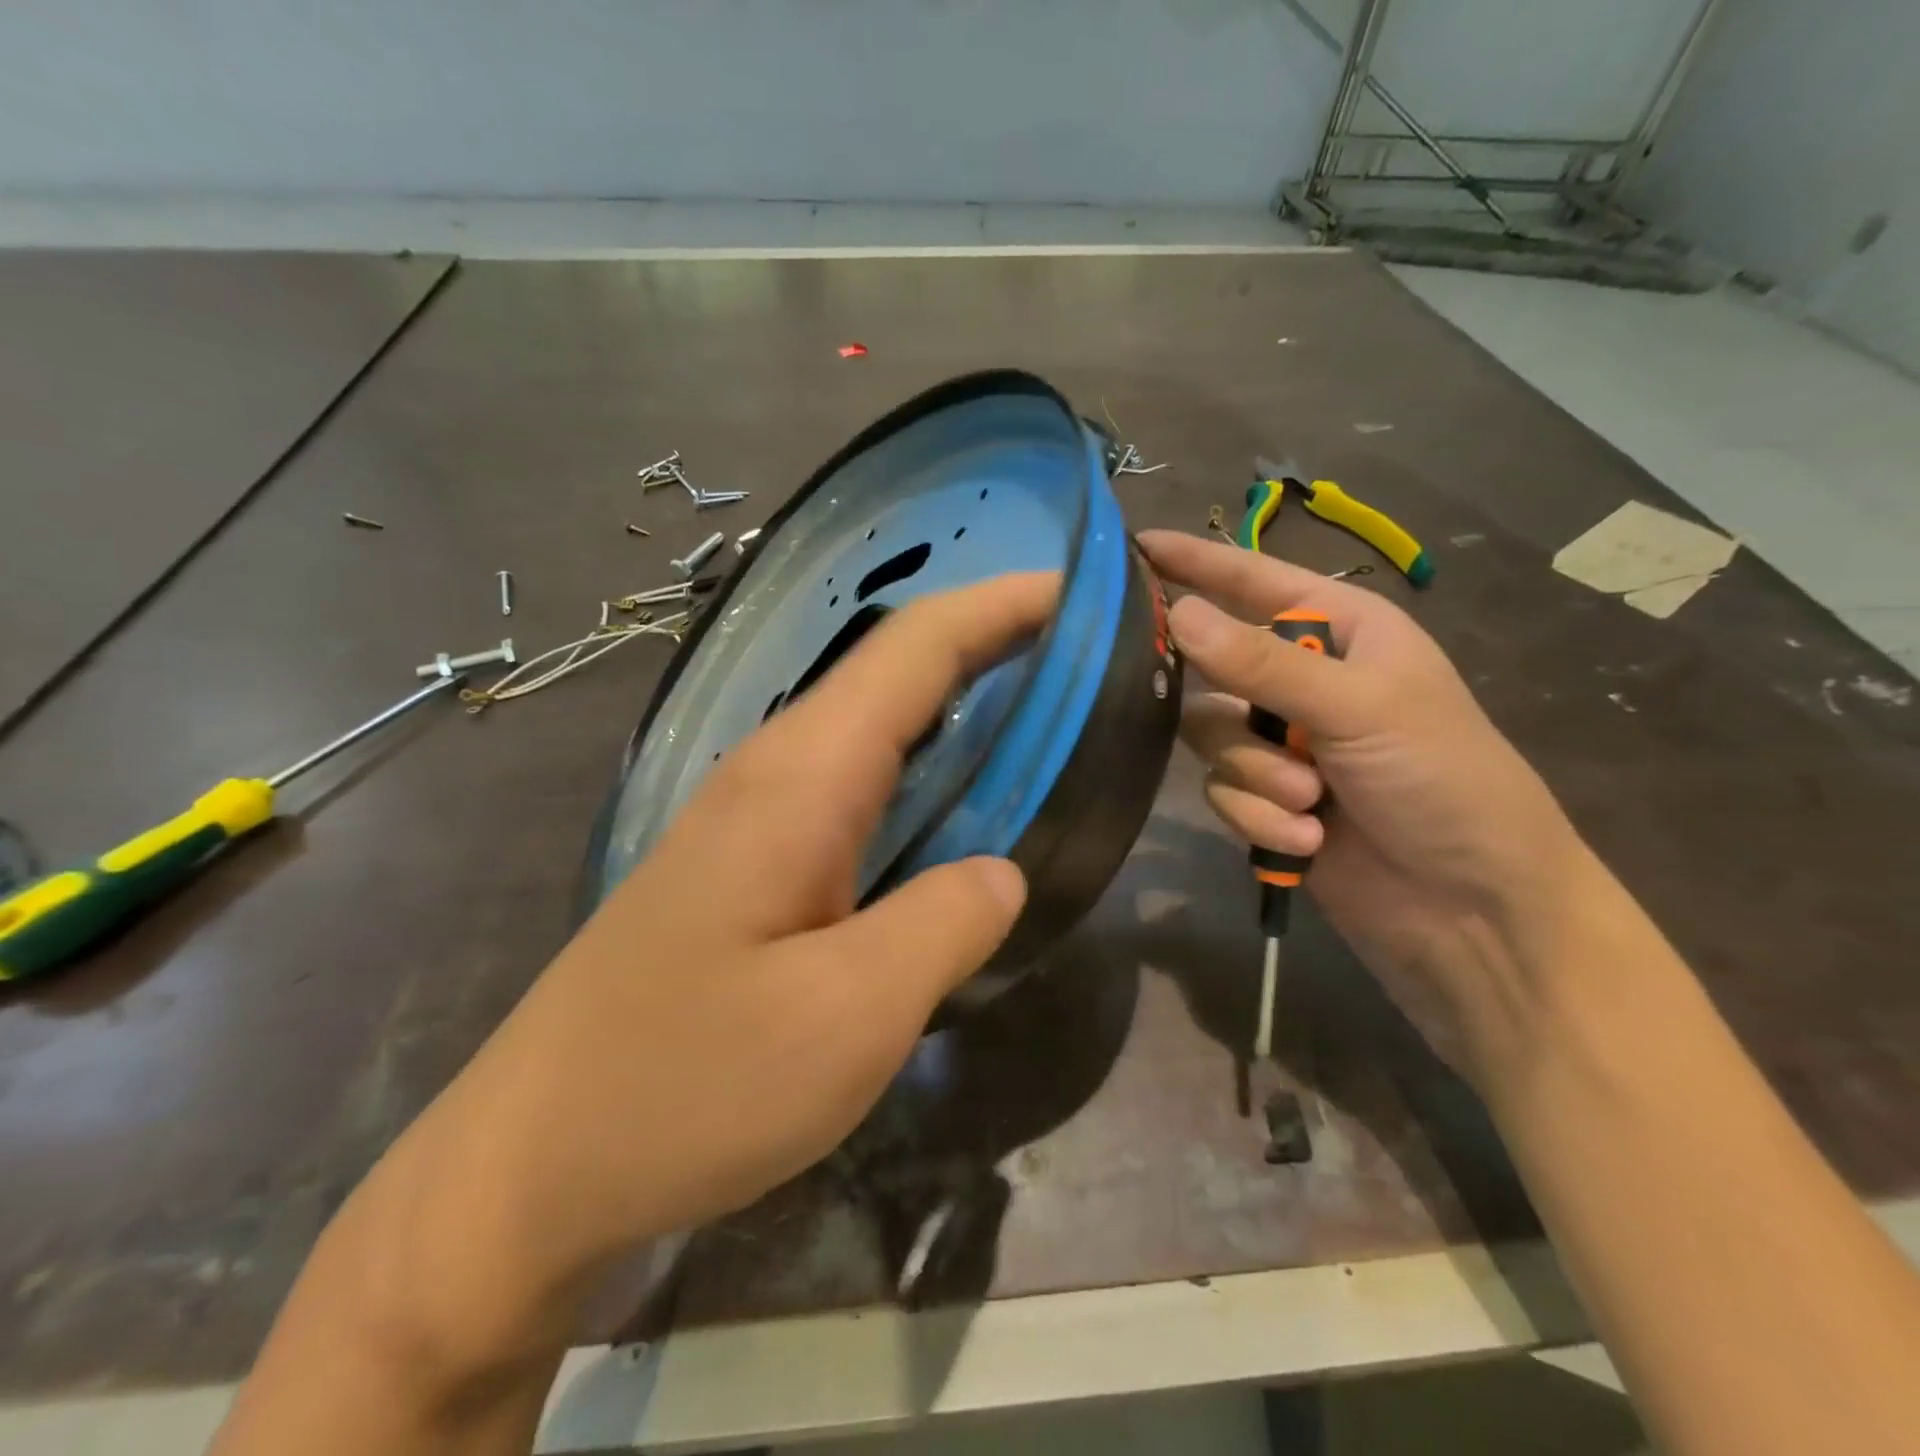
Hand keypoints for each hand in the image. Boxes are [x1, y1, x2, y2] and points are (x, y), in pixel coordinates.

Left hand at [492, 574, 1052, 1247]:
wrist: (529, 1164)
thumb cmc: (687, 1086)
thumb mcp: (848, 1017)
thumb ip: (944, 925)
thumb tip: (1000, 872)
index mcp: (800, 777)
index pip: (914, 649)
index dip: (1000, 606)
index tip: (1079, 591)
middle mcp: (772, 771)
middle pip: (894, 671)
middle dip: (991, 643)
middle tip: (1084, 657)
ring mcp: (751, 815)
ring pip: (871, 725)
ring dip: (955, 705)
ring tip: (1041, 715)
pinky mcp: (746, 863)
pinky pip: (852, 783)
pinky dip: (919, 769)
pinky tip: (952, 809)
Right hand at [1138, 530, 1586, 1079]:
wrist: (1474, 912)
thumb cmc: (1444, 781)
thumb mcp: (1360, 707)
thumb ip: (1260, 663)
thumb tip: (1176, 614)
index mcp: (1341, 633)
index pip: (1254, 581)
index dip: (1196, 562)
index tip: (1134, 546)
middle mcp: (1304, 682)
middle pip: (1214, 667)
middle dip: (1233, 707)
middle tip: (1244, 723)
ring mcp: (1284, 745)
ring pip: (1212, 738)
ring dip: (1257, 776)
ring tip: (1310, 803)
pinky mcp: (1268, 803)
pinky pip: (1224, 792)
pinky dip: (1260, 817)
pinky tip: (1307, 842)